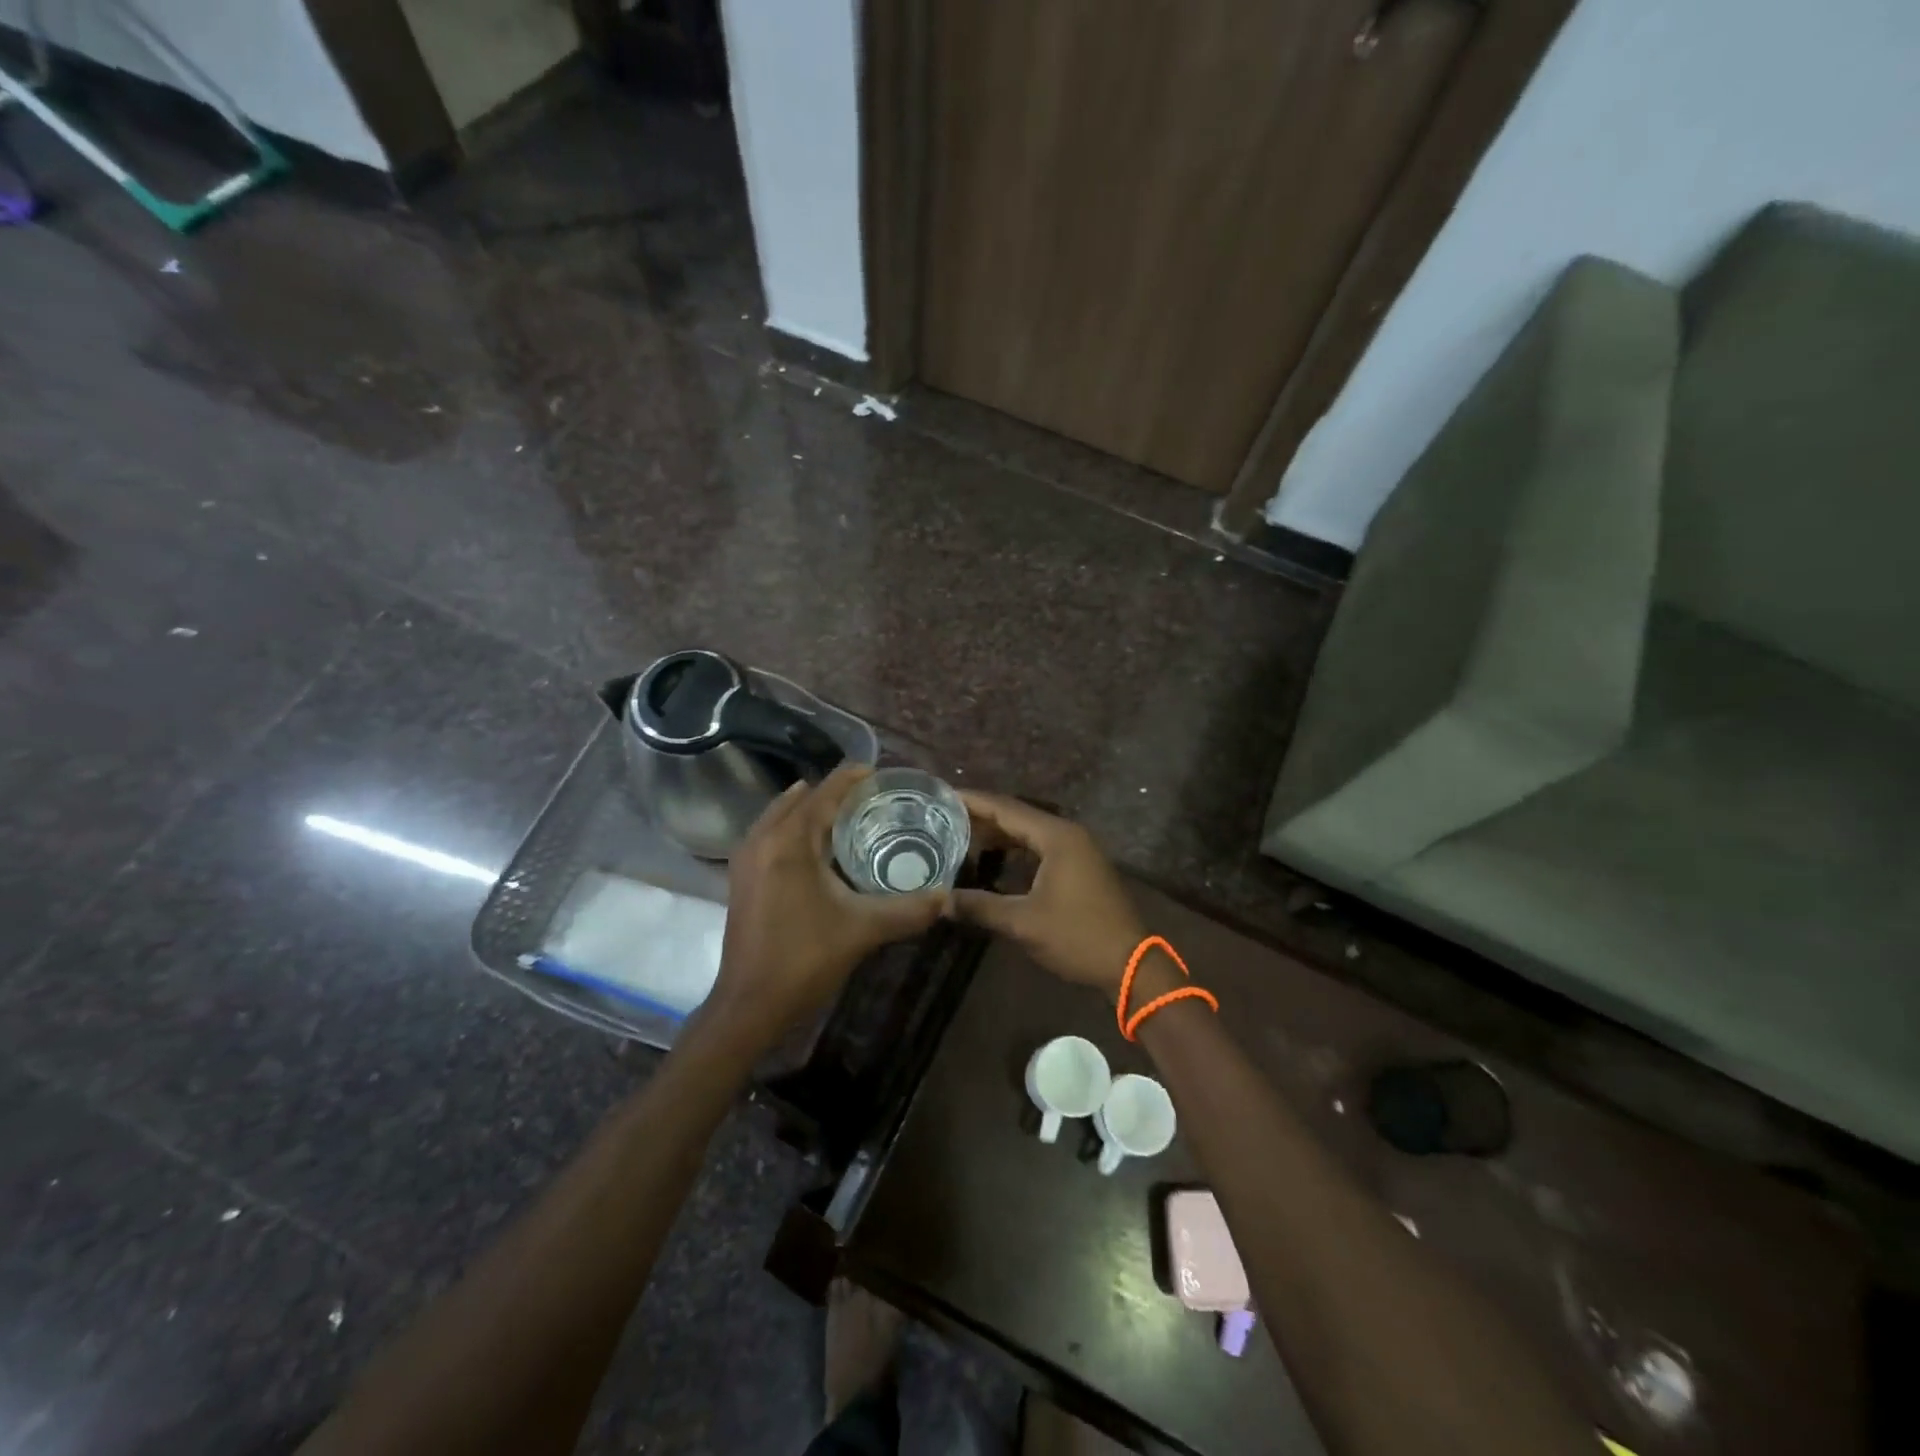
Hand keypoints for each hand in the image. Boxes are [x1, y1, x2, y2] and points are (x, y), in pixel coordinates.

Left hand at [705, 765, 946, 1049]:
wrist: (749, 1005)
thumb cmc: (804, 959)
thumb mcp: (863, 930)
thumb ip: (908, 910)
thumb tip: (947, 897)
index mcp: (789, 841)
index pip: (824, 793)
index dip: (851, 778)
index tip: (879, 773)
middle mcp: (762, 840)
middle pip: (800, 799)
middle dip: (833, 793)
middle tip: (871, 798)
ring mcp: (745, 859)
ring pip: (781, 816)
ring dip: (811, 810)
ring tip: (848, 816)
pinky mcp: (741, 879)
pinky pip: (770, 835)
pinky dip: (794, 829)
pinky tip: (819, 848)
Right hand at [950, 792, 1147, 1001]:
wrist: (1129, 965)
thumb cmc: (1077, 936)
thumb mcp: (1023, 922)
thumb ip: (980, 906)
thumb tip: (940, 901)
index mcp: (1056, 836)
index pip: (1006, 808)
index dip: (973, 801)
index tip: (942, 796)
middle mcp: (1068, 834)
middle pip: (1017, 816)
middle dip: (981, 818)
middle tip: (943, 819)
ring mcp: (1078, 850)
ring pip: (1029, 833)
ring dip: (998, 835)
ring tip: (961, 838)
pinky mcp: (1080, 868)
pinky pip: (1040, 848)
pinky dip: (1015, 851)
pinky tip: (993, 861)